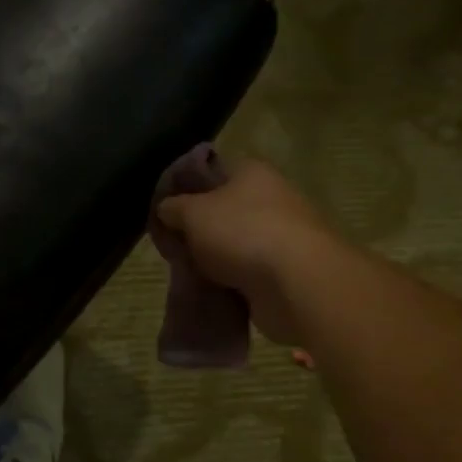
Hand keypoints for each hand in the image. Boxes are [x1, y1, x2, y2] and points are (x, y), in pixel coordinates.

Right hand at [155, 158, 348, 345]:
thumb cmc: (243, 233)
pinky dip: (230, 282)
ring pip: (234, 244)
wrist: (297, 284)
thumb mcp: (193, 213)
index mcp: (252, 172)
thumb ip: (173, 207)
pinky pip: (247, 273)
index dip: (185, 187)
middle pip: (223, 210)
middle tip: (171, 244)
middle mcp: (271, 198)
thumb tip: (166, 208)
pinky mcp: (285, 272)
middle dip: (197, 228)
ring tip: (187, 271)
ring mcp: (281, 236)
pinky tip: (210, 290)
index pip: (212, 171)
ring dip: (213, 258)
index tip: (164, 208)